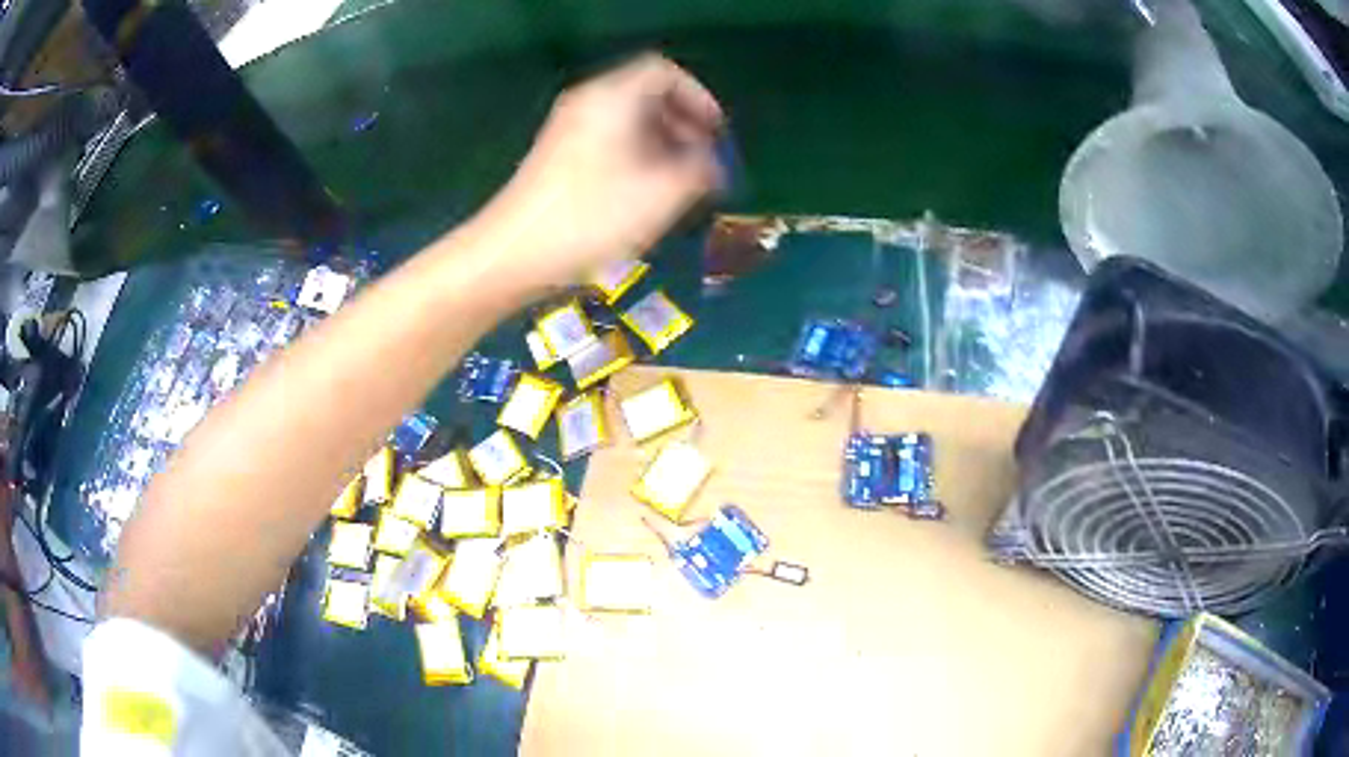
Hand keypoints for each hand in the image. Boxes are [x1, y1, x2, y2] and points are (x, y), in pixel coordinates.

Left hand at [479, 53, 724, 290]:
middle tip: (703, 161)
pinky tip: (645, 193)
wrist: (512, 254)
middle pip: (646, 94)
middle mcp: (588, 103)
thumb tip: (712, 164)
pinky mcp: (558, 157)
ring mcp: (568, 130)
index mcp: (612, 98)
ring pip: (628, 120)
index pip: (663, 72)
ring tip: (680, 183)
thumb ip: (700, 170)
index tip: (716, 134)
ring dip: (662, 143)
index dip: (699, 97)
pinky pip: (609, 140)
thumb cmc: (589, 219)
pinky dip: (636, 156)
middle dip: (683, 123)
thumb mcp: (661, 195)